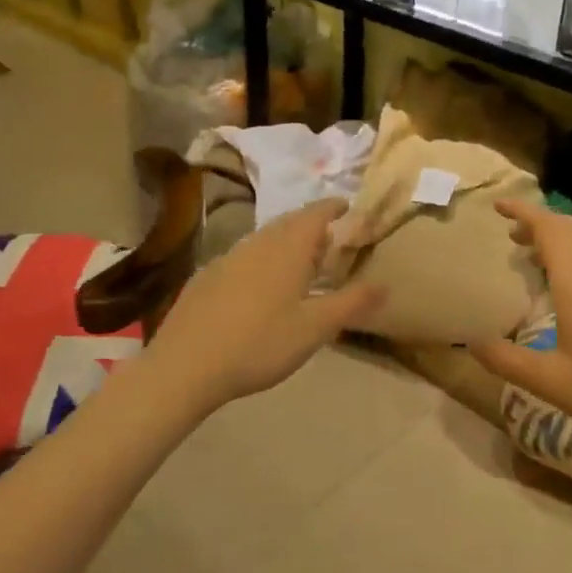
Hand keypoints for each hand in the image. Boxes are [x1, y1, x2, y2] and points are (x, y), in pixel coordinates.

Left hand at [145, 199, 384, 409]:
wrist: (185, 365)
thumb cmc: (260, 343)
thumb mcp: (315, 328)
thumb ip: (352, 303)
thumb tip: (386, 284)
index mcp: (288, 249)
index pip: (315, 213)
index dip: (333, 207)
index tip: (347, 207)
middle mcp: (258, 243)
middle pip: (289, 222)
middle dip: (310, 223)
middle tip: (328, 236)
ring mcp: (227, 258)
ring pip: (263, 238)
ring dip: (284, 241)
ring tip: (298, 260)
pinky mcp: (206, 277)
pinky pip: (242, 257)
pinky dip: (260, 259)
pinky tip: (258, 285)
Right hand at [470, 200, 571, 460]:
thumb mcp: (551, 383)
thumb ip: (508, 361)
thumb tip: (473, 343)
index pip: (548, 228)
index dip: (523, 211)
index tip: (499, 207)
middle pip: (570, 229)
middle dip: (539, 224)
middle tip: (512, 237)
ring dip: (562, 240)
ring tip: (538, 258)